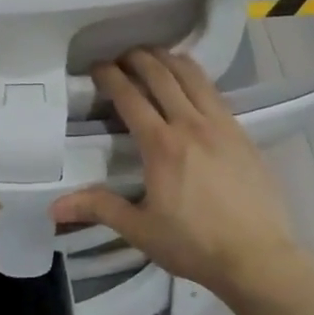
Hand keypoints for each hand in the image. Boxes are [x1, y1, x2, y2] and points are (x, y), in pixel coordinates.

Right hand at [51, 50, 300, 301]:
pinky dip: (195, 77)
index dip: (110, 76)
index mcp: (162, 145)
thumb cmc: (194, 245)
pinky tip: (190, 84)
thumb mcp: (140, 230)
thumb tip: (54, 207)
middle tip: (121, 56)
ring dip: (169, 60)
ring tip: (154, 56)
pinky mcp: (243, 133)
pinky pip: (214, 92)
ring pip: (193, 76)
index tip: (96, 67)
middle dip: (138, 58)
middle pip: (162, 75)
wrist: (259, 258)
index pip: (130, 96)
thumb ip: (99, 208)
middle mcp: (191, 125)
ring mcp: (222, 125)